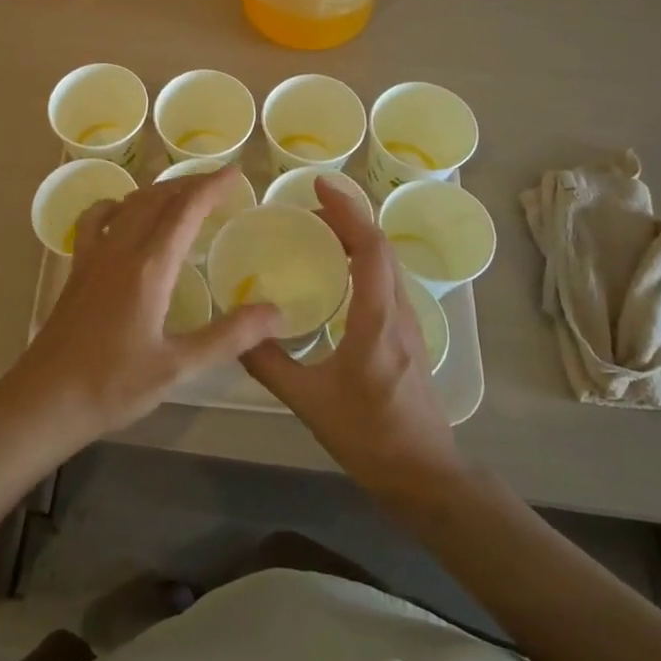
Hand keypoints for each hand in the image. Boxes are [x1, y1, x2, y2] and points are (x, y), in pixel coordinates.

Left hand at [0, 166, 284, 455]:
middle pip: (157, 199)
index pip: (185, 210)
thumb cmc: (113, 385)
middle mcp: (120, 250)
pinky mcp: (77, 268)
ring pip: (128, 204)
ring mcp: (93, 256)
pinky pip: (95, 220)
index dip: (211, 186)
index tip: (235, 172)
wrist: (46, 399)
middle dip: (190, 183)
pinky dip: (115, 206)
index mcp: (149, 268)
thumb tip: (276, 313)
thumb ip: (228, 337)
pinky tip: (121, 213)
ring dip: (158, 191)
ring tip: (182, 195)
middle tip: (218, 183)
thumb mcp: (177, 367)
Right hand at [242, 180, 459, 492]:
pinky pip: (386, 280)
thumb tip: (235, 331)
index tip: (319, 185)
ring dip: (357, 237)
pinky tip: (337, 273)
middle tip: (308, 208)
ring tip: (318, 231)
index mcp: (377, 320)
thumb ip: (269, 364)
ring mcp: (408, 323)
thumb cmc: (369, 436)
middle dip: (347, 217)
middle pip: (380, 247)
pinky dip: (362, 260)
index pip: (370, 248)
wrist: (425, 475)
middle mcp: (398, 312)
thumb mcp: (308, 402)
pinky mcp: (407, 335)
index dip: (347, 210)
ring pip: (386, 263)